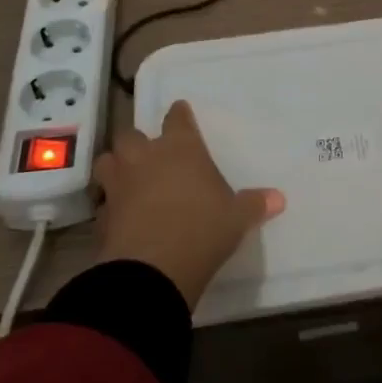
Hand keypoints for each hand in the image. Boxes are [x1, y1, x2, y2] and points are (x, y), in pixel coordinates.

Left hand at [95, 101, 285, 308]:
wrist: (152, 270)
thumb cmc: (202, 229)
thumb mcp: (236, 219)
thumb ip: (254, 204)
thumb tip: (279, 198)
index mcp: (180, 148)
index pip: (177, 118)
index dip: (179, 115)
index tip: (180, 112)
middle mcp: (145, 157)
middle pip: (132, 135)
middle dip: (138, 142)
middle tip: (150, 154)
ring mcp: (119, 184)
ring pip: (108, 161)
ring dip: (116, 166)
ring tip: (127, 178)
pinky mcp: (102, 214)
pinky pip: (104, 200)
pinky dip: (111, 204)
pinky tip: (121, 216)